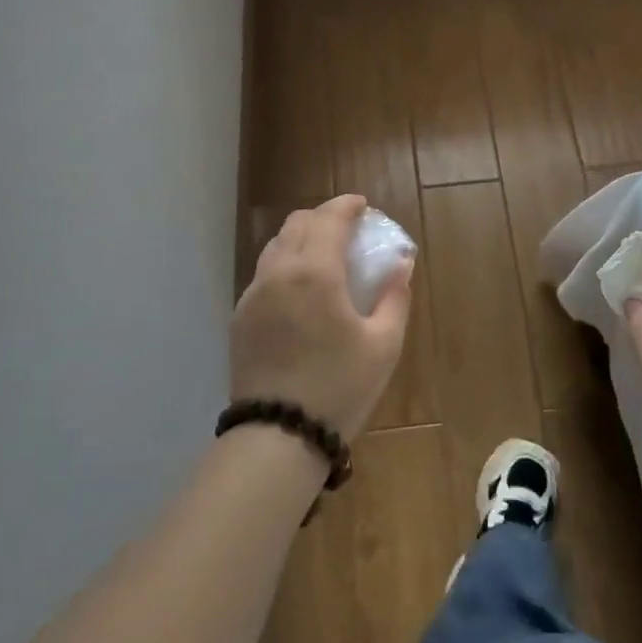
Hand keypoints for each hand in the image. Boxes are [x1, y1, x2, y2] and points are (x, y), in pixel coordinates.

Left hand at [230, 195, 414, 441]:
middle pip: (297, 223)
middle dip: (323, 217)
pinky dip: (285, 264)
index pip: (328, 218)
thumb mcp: (383, 345)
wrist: (277, 436)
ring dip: (301, 237)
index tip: (363, 206)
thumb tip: (401, 264)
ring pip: (276, 245)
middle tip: (347, 230)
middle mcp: (278, 272)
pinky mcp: (240, 317)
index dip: (347, 206)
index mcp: (315, 272)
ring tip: (324, 256)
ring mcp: (253, 294)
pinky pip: (264, 273)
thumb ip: (394, 296)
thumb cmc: (339, 388)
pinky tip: (301, 289)